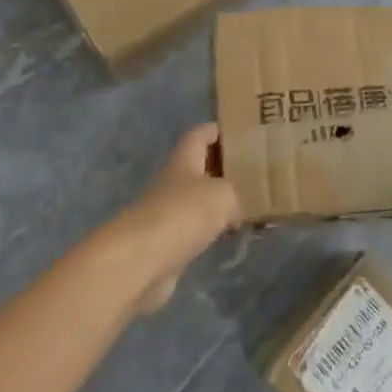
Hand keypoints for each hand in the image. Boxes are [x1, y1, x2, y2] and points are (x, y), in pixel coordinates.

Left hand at [115, 124, 241, 313]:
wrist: (140, 261)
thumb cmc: (183, 213)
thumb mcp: (223, 195)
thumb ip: (235, 195)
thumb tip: (233, 212)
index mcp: (183, 159)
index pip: (199, 134)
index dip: (216, 131)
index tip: (238, 132)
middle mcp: (172, 181)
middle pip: (197, 167)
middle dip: (221, 169)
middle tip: (250, 173)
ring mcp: (165, 212)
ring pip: (196, 200)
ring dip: (215, 203)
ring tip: (245, 207)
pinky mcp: (164, 242)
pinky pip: (192, 229)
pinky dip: (208, 231)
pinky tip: (227, 238)